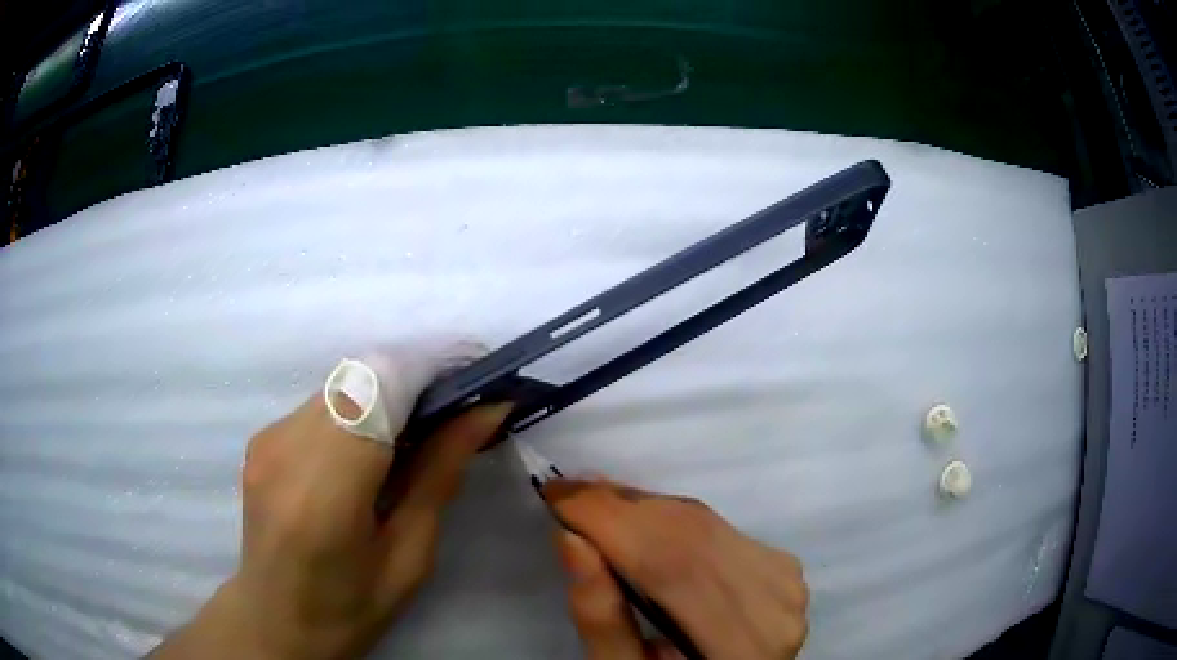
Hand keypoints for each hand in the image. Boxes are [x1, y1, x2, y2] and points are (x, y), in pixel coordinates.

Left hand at [151, 343, 508, 659]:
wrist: (277, 620)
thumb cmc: (351, 608)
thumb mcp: (410, 554)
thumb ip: (439, 475)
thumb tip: (485, 412)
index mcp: (325, 491)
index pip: (378, 390)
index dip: (430, 368)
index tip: (478, 379)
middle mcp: (286, 448)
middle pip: (360, 376)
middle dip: (416, 379)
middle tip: (459, 408)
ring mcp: (268, 438)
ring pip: (341, 384)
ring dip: (388, 394)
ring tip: (423, 429)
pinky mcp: (262, 438)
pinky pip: (321, 403)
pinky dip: (359, 410)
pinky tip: (375, 448)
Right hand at [545, 480, 808, 659]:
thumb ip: (601, 619)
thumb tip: (572, 538)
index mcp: (738, 646)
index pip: (671, 566)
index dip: (610, 521)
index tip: (554, 493)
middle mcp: (774, 605)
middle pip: (690, 535)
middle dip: (620, 507)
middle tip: (566, 493)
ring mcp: (786, 580)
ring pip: (703, 522)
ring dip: (642, 507)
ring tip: (594, 503)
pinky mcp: (783, 563)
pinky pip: (718, 525)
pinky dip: (670, 517)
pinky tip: (639, 520)